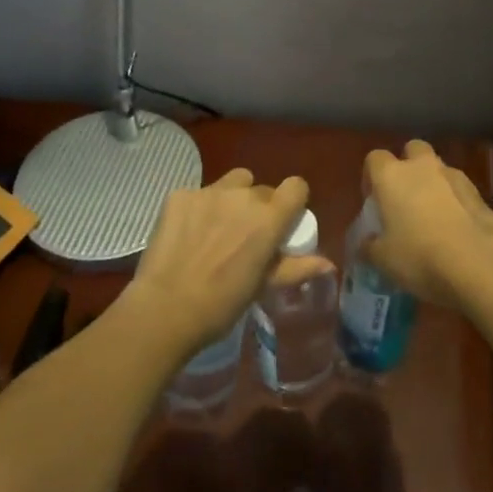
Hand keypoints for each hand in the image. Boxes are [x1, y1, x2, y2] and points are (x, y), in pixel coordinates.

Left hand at [122, 168, 309, 358]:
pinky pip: (199, 193)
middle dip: (259, 207)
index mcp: (268, 218)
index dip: (293, 200)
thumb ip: (296, 268)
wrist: (165, 308)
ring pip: (232, 183)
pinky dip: (198, 209)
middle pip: (262, 189)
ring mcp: (208, 191)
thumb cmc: (221, 304)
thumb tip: (328, 263)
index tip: (285, 219)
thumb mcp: (262, 287)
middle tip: (245, 236)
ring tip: (217, 228)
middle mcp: (242, 196)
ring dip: (232, 199)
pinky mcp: (180, 194)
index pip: (296, 186)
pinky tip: (188, 234)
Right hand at [362, 140, 492, 308]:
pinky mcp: (479, 194)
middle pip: (412, 150)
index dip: (372, 177)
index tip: (374, 201)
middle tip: (405, 198)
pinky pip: (459, 190)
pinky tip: (455, 228)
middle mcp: (422, 167)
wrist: (478, 263)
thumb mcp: (383, 260)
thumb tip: (367, 242)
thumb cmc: (419, 256)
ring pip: (439, 168)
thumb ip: (370, 246)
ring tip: (432, 217)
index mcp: (391, 175)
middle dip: (408, 167)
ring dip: (434, 183)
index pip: (374, 159)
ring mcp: (454, 176)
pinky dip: (456, 201)